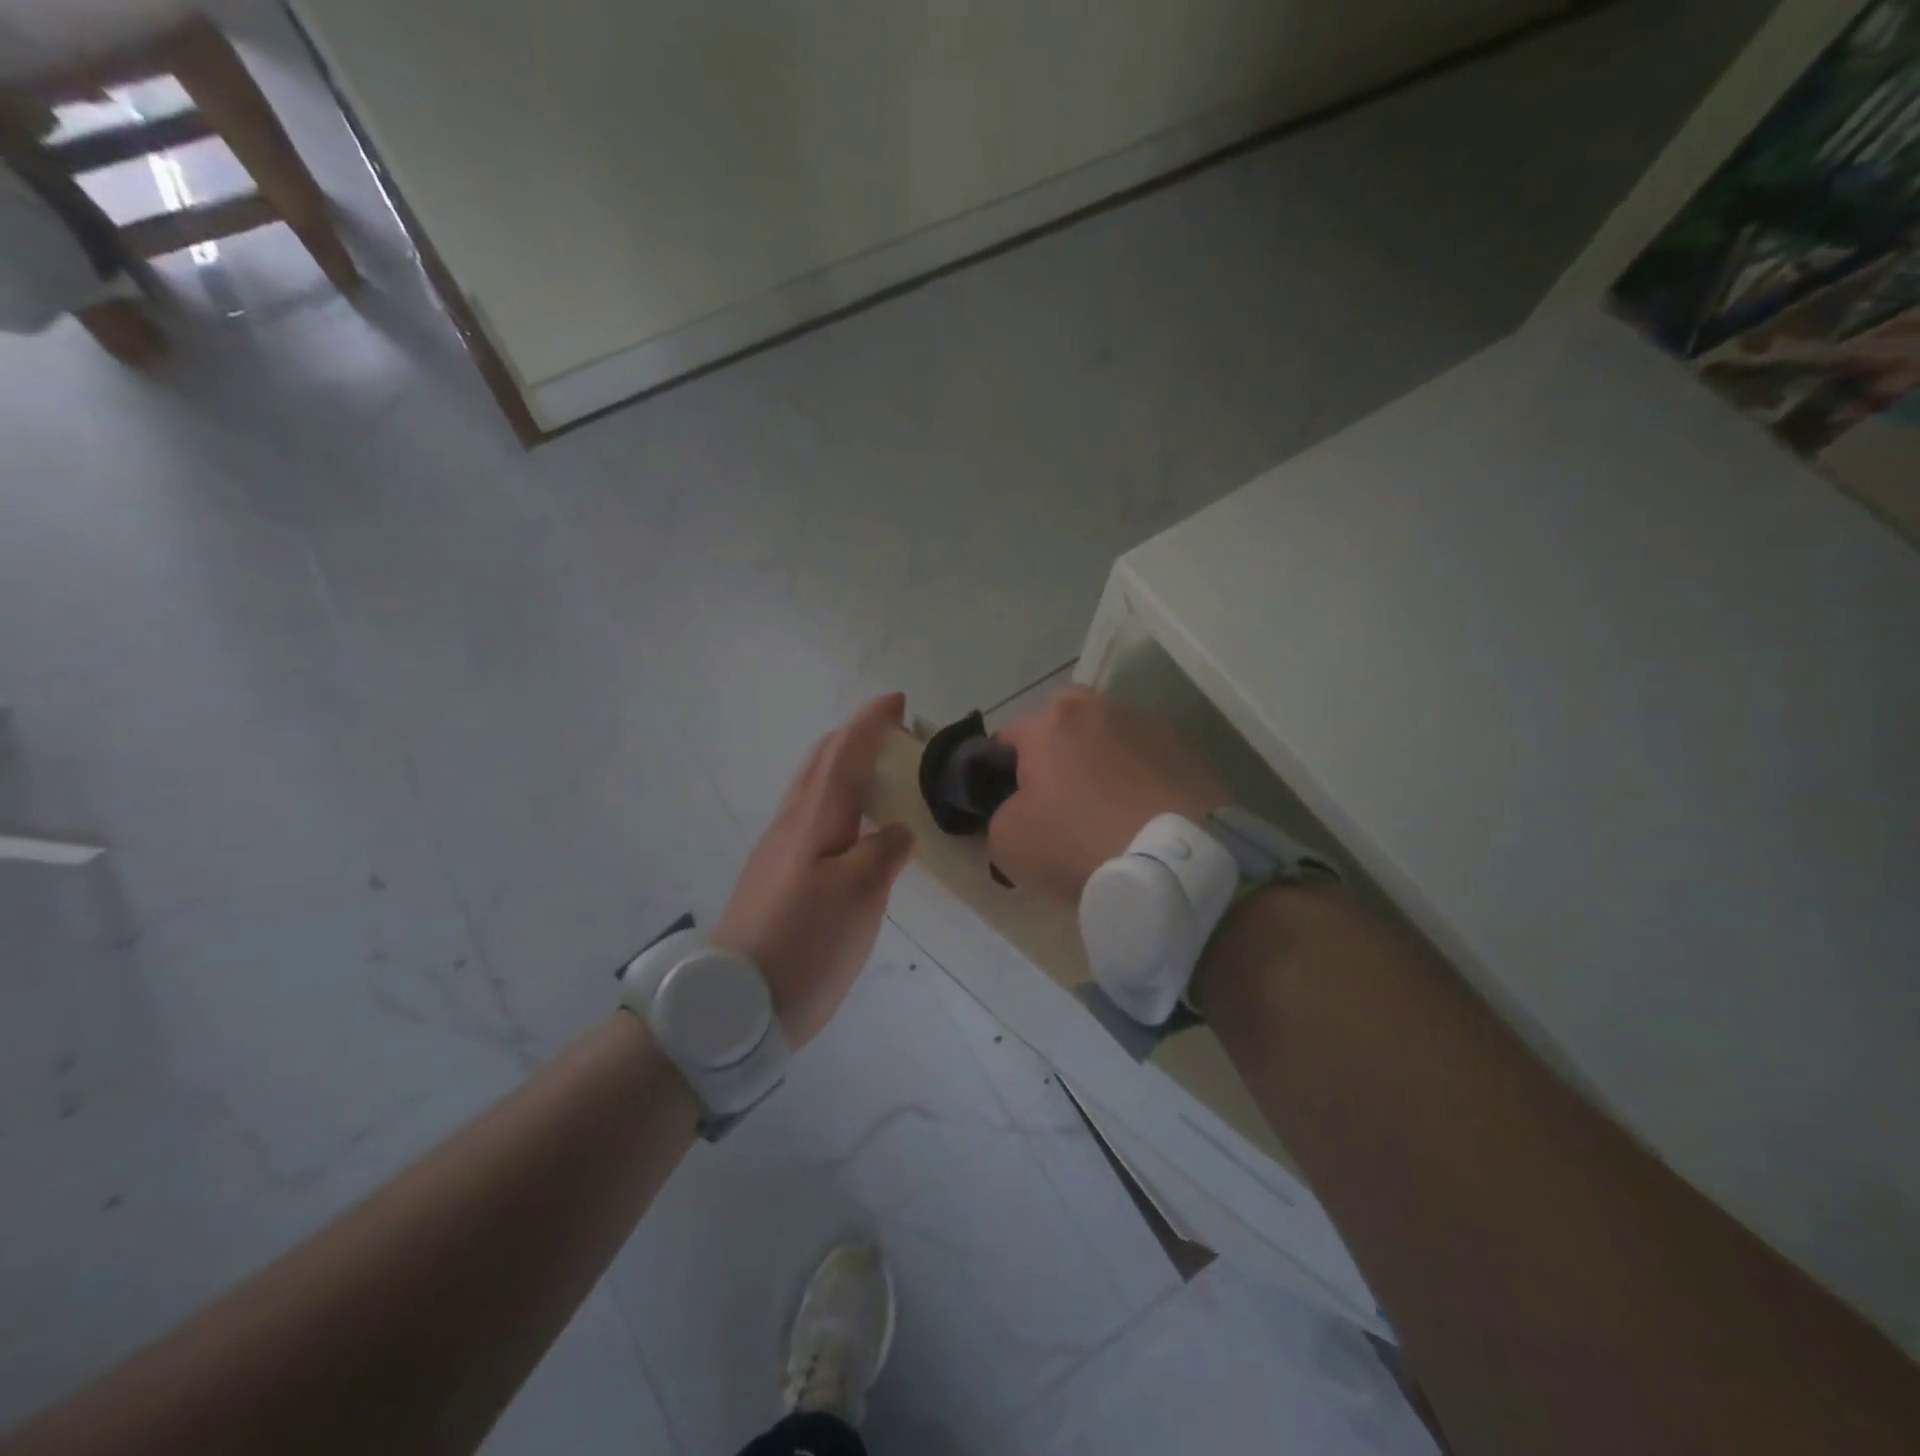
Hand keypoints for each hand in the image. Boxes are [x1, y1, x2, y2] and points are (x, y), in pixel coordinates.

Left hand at [715, 693, 916, 1047]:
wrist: (737, 1001)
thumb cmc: (805, 942)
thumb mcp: (859, 895)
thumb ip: (883, 852)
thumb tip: (897, 830)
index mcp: (814, 818)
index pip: (845, 754)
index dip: (871, 723)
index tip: (898, 701)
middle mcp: (792, 823)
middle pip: (823, 763)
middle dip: (857, 738)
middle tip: (896, 734)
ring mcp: (779, 850)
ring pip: (815, 789)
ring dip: (847, 768)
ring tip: (883, 775)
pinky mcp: (778, 876)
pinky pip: (813, 818)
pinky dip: (839, 802)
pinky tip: (857, 827)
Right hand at [988, 687, 1225, 903]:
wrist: (1177, 866)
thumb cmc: (1078, 844)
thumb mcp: (1008, 843)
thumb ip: (1001, 814)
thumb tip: (1019, 810)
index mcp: (1050, 723)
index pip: (1007, 737)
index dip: (1000, 772)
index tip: (1009, 806)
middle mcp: (1100, 709)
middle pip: (1062, 726)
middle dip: (1055, 755)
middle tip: (1057, 804)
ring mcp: (1150, 727)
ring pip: (1109, 741)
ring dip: (1102, 765)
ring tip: (1106, 813)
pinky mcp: (1190, 753)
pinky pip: (1148, 763)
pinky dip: (1139, 782)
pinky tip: (1142, 819)